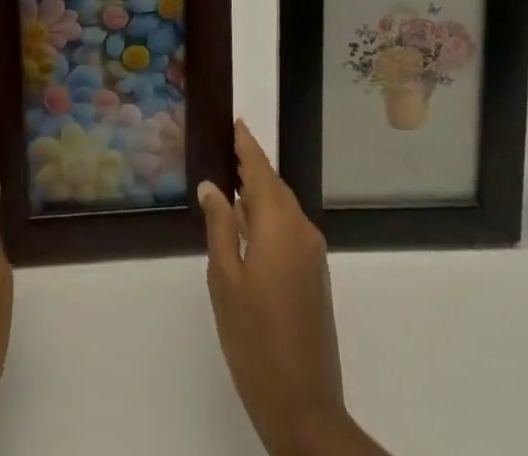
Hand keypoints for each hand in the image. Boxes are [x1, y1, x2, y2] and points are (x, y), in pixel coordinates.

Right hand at [199, 122, 388, 455]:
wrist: (304, 406)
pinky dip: (269, 217)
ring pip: (282, 208)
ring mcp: (312, 254)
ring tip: (231, 182)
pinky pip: (289, 229)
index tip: (235, 122)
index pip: (261, 169)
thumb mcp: (225, 279)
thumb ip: (219, 226)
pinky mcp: (315, 276)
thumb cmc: (254, 338)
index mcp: (279, 224)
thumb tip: (212, 186)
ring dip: (259, 193)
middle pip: (274, 186)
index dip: (247, 145)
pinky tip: (248, 225)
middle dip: (251, 167)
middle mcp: (301, 229)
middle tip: (226, 149)